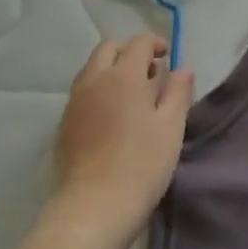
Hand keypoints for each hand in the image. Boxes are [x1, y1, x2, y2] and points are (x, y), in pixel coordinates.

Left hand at [49, 34, 194, 248]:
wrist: (95, 205)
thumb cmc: (142, 164)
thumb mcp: (171, 128)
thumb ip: (178, 92)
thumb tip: (183, 68)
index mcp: (122, 76)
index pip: (137, 43)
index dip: (155, 43)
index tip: (168, 57)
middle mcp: (93, 80)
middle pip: (108, 48)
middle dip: (129, 51)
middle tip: (150, 71)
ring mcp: (75, 101)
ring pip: (92, 68)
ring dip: (112, 69)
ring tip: (132, 94)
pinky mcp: (64, 123)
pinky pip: (82, 91)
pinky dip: (99, 89)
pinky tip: (112, 115)